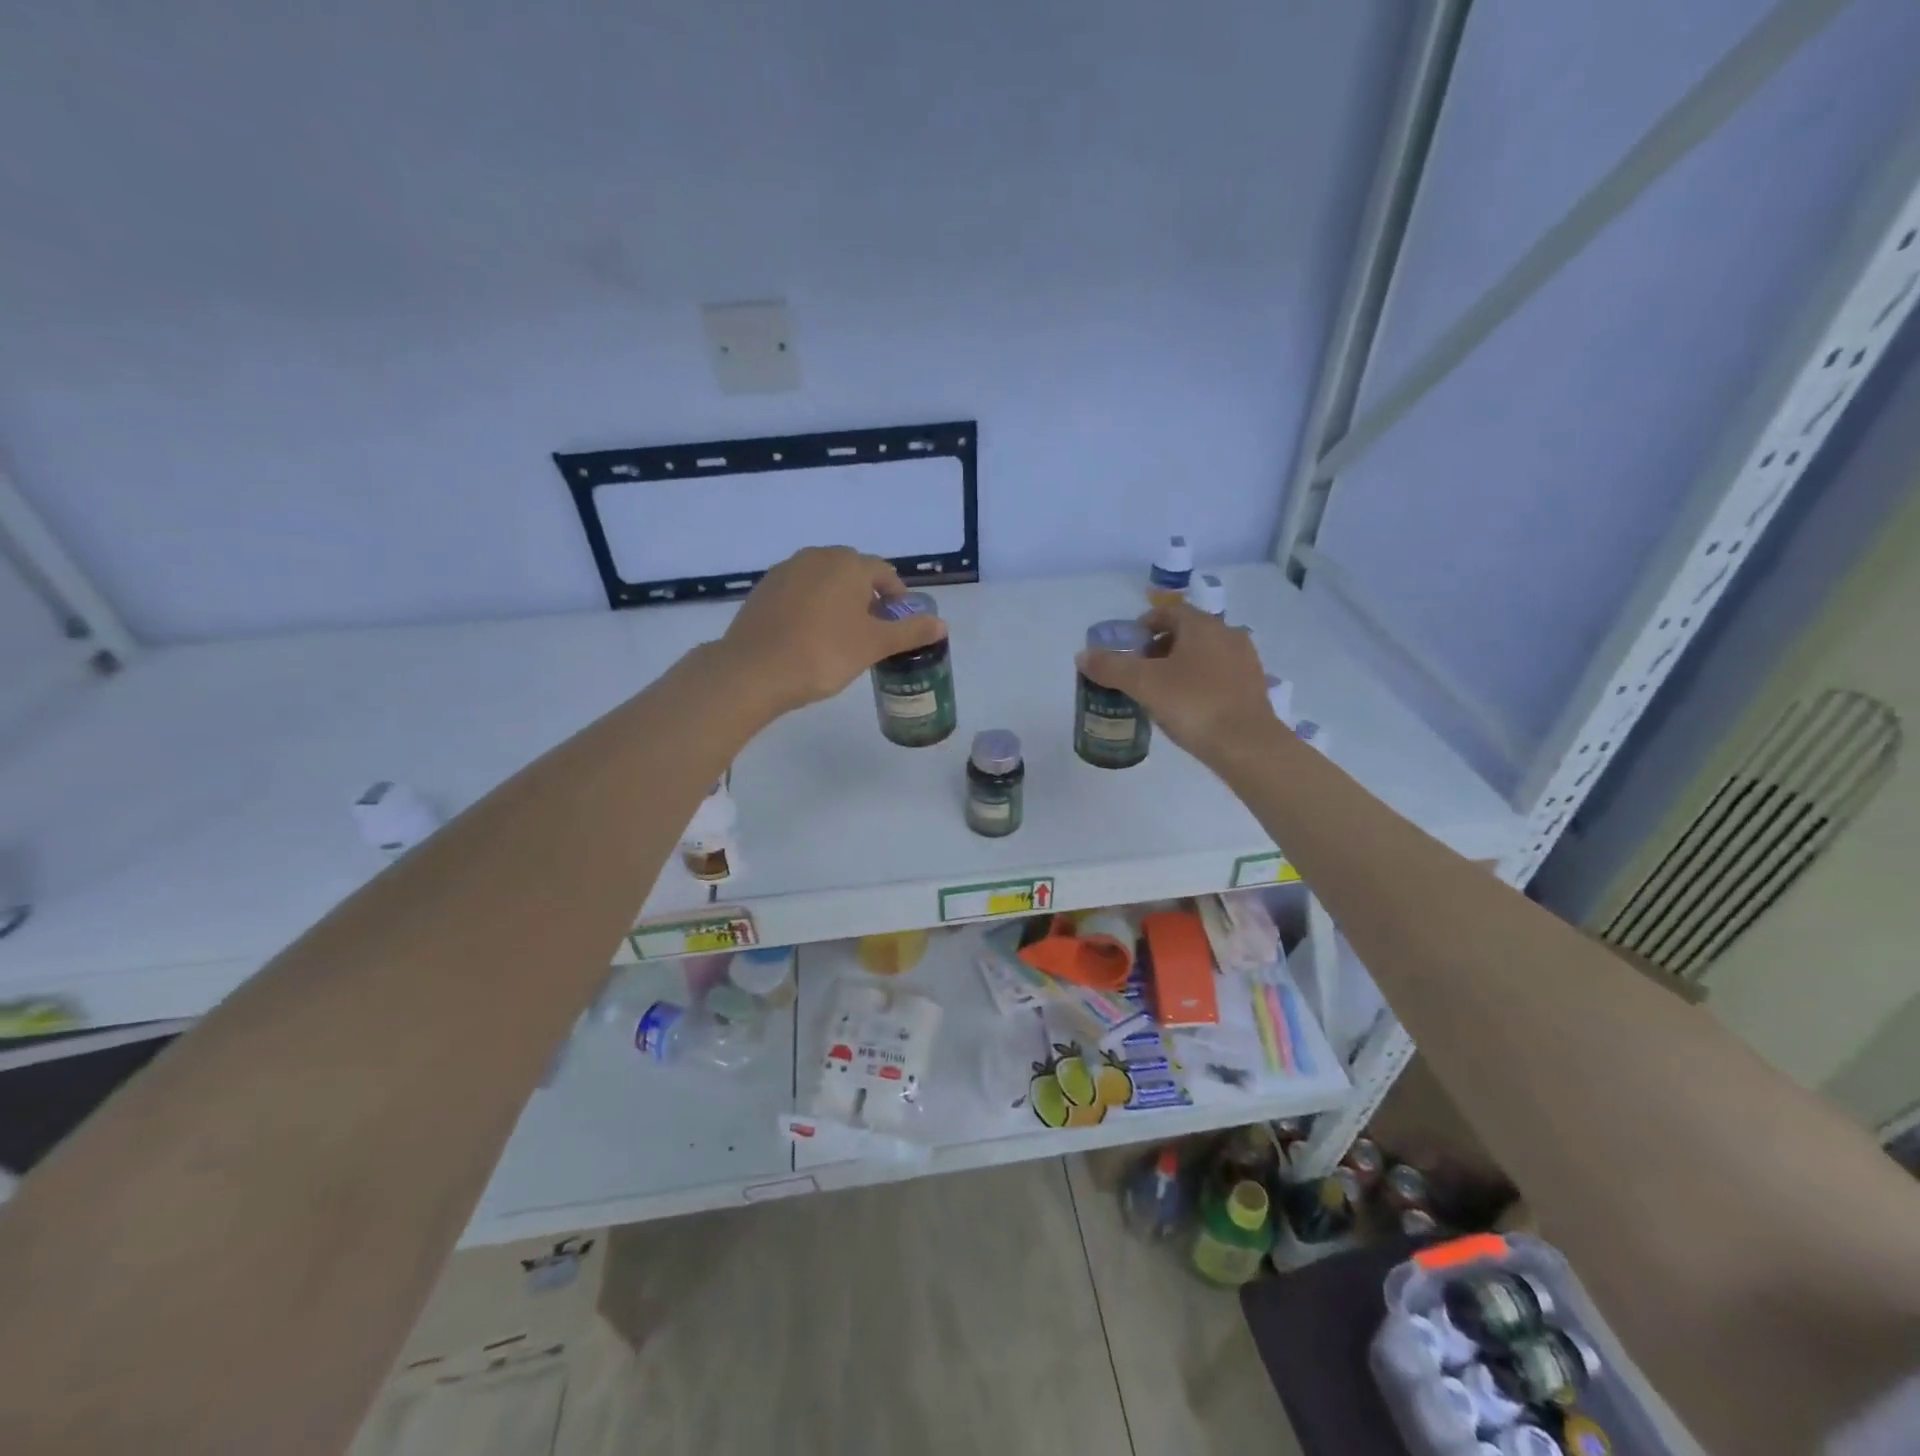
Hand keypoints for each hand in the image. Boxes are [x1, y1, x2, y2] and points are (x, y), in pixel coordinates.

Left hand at [720, 547, 946, 715]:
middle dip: (867, 598)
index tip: (898, 625)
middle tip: (871, 632)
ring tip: (840, 636)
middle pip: (852, 573)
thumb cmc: (824, 653)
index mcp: (848, 564)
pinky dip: (810, 607)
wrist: (754, 671)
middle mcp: (816, 556)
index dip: (897, 599)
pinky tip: (808, 636)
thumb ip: (910, 631)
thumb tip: (941, 624)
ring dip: (838, 601)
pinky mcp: (763, 589)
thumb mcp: (874, 645)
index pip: (884, 573)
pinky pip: (798, 592)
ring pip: (823, 581)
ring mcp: (785, 570)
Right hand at [1075, 603, 1277, 762]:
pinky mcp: (1253, 686)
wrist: (1246, 745)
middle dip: (1160, 647)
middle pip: (1187, 631)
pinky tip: (1188, 706)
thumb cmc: (1193, 705)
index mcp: (1202, 625)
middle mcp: (1227, 634)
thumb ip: (1110, 667)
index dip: (1144, 625)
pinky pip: (1219, 674)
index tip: (1128, 647)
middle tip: (1139, 671)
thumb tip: (1082, 655)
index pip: (1168, 611)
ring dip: (1181, 664)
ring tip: (1161, 690)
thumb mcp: (1143, 684)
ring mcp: (1245, 660)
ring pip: (1204, 653)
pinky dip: (1200, 681)